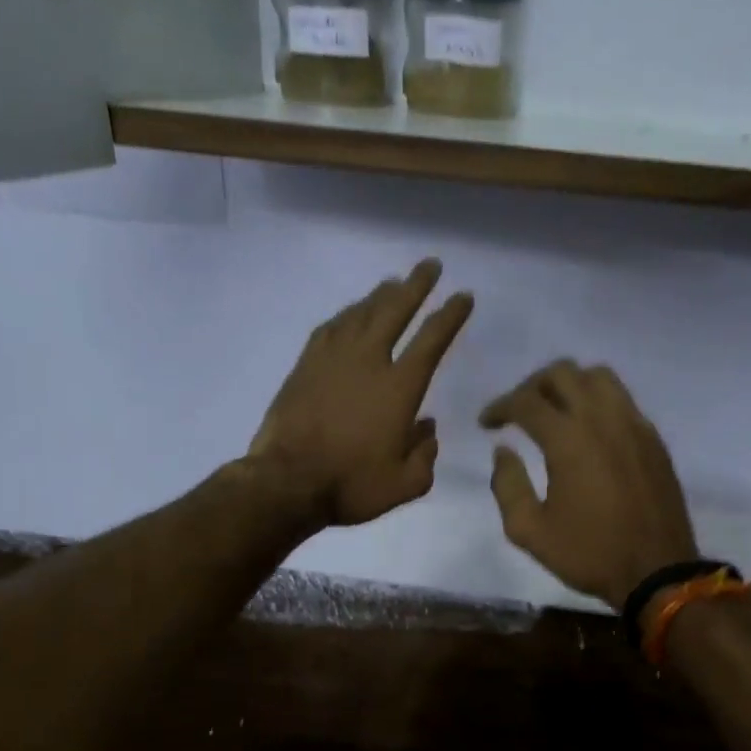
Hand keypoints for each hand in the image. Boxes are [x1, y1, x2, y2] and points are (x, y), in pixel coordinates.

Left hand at [250, 259, 472, 526]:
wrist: (287, 483)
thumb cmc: (351, 485)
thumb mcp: (405, 484)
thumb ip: (425, 455)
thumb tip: (428, 429)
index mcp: (399, 389)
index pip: (432, 340)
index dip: (450, 315)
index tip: (463, 296)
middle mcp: (368, 362)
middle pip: (394, 311)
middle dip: (416, 285)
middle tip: (430, 265)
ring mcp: (332, 360)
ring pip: (360, 314)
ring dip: (379, 295)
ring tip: (393, 283)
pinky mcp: (304, 367)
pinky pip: (329, 329)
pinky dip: (345, 316)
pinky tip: (350, 314)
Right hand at [481, 361, 698, 610]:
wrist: (657, 571)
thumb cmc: (589, 554)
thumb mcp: (530, 531)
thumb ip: (508, 485)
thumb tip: (503, 451)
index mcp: (568, 439)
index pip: (526, 401)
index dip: (499, 407)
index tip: (487, 424)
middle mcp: (602, 419)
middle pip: (562, 373)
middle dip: (532, 385)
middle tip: (519, 412)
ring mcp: (634, 424)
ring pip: (598, 376)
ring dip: (569, 384)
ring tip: (555, 411)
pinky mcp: (653, 438)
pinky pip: (622, 399)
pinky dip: (598, 401)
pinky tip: (589, 430)